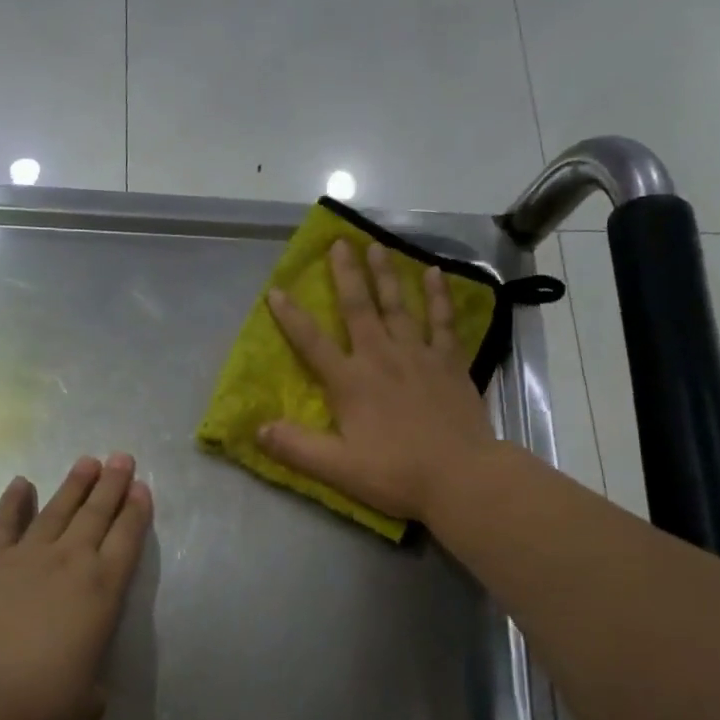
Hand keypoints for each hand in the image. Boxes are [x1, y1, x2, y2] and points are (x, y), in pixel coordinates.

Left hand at [0, 455, 151, 719]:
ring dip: (75, 484)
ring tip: (87, 461)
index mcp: (102, 589)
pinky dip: (13, 501)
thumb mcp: (82, 698)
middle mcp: (71, 560)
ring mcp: (29, 554)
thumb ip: (92, 691)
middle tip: (122, 457)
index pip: (127, 539)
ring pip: (58, 509)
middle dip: (112, 484)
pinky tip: (21, 483)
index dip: (136, 511)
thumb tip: (93, 702)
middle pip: (97, 514)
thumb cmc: (41, 695)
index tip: (141, 487)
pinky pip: (5, 522)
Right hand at [259, 240, 495, 521]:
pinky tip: (435, 273)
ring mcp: (418, 355)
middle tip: (339, 242)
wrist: (461, 477)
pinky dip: (438, 296)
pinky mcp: (449, 362)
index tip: (276, 290)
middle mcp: (381, 358)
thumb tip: (257, 428)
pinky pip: (442, 321)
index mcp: (350, 382)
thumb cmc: (395, 474)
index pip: (312, 343)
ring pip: (398, 305)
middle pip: (358, 308)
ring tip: (377, 245)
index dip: (291, 317)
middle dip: (346, 274)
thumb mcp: (336, 468)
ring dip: (386, 274)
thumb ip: (295, 446)